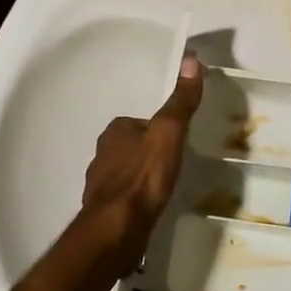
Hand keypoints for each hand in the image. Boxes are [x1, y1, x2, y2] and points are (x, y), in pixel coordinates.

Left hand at [77, 54, 203, 267]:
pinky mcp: (102, 210)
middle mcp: (102, 153)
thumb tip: (191, 59)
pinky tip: (149, 210)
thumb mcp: (168, 133)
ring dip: (141, 178)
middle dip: (149, 155)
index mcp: (115, 131)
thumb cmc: (143, 178)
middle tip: (174, 167)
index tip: (178, 143)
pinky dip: (135, 201)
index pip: (143, 123)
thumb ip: (180, 102)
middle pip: (133, 147)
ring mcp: (99, 184)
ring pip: (126, 172)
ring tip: (164, 189)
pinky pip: (123, 198)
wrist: (116, 231)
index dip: (161, 131)